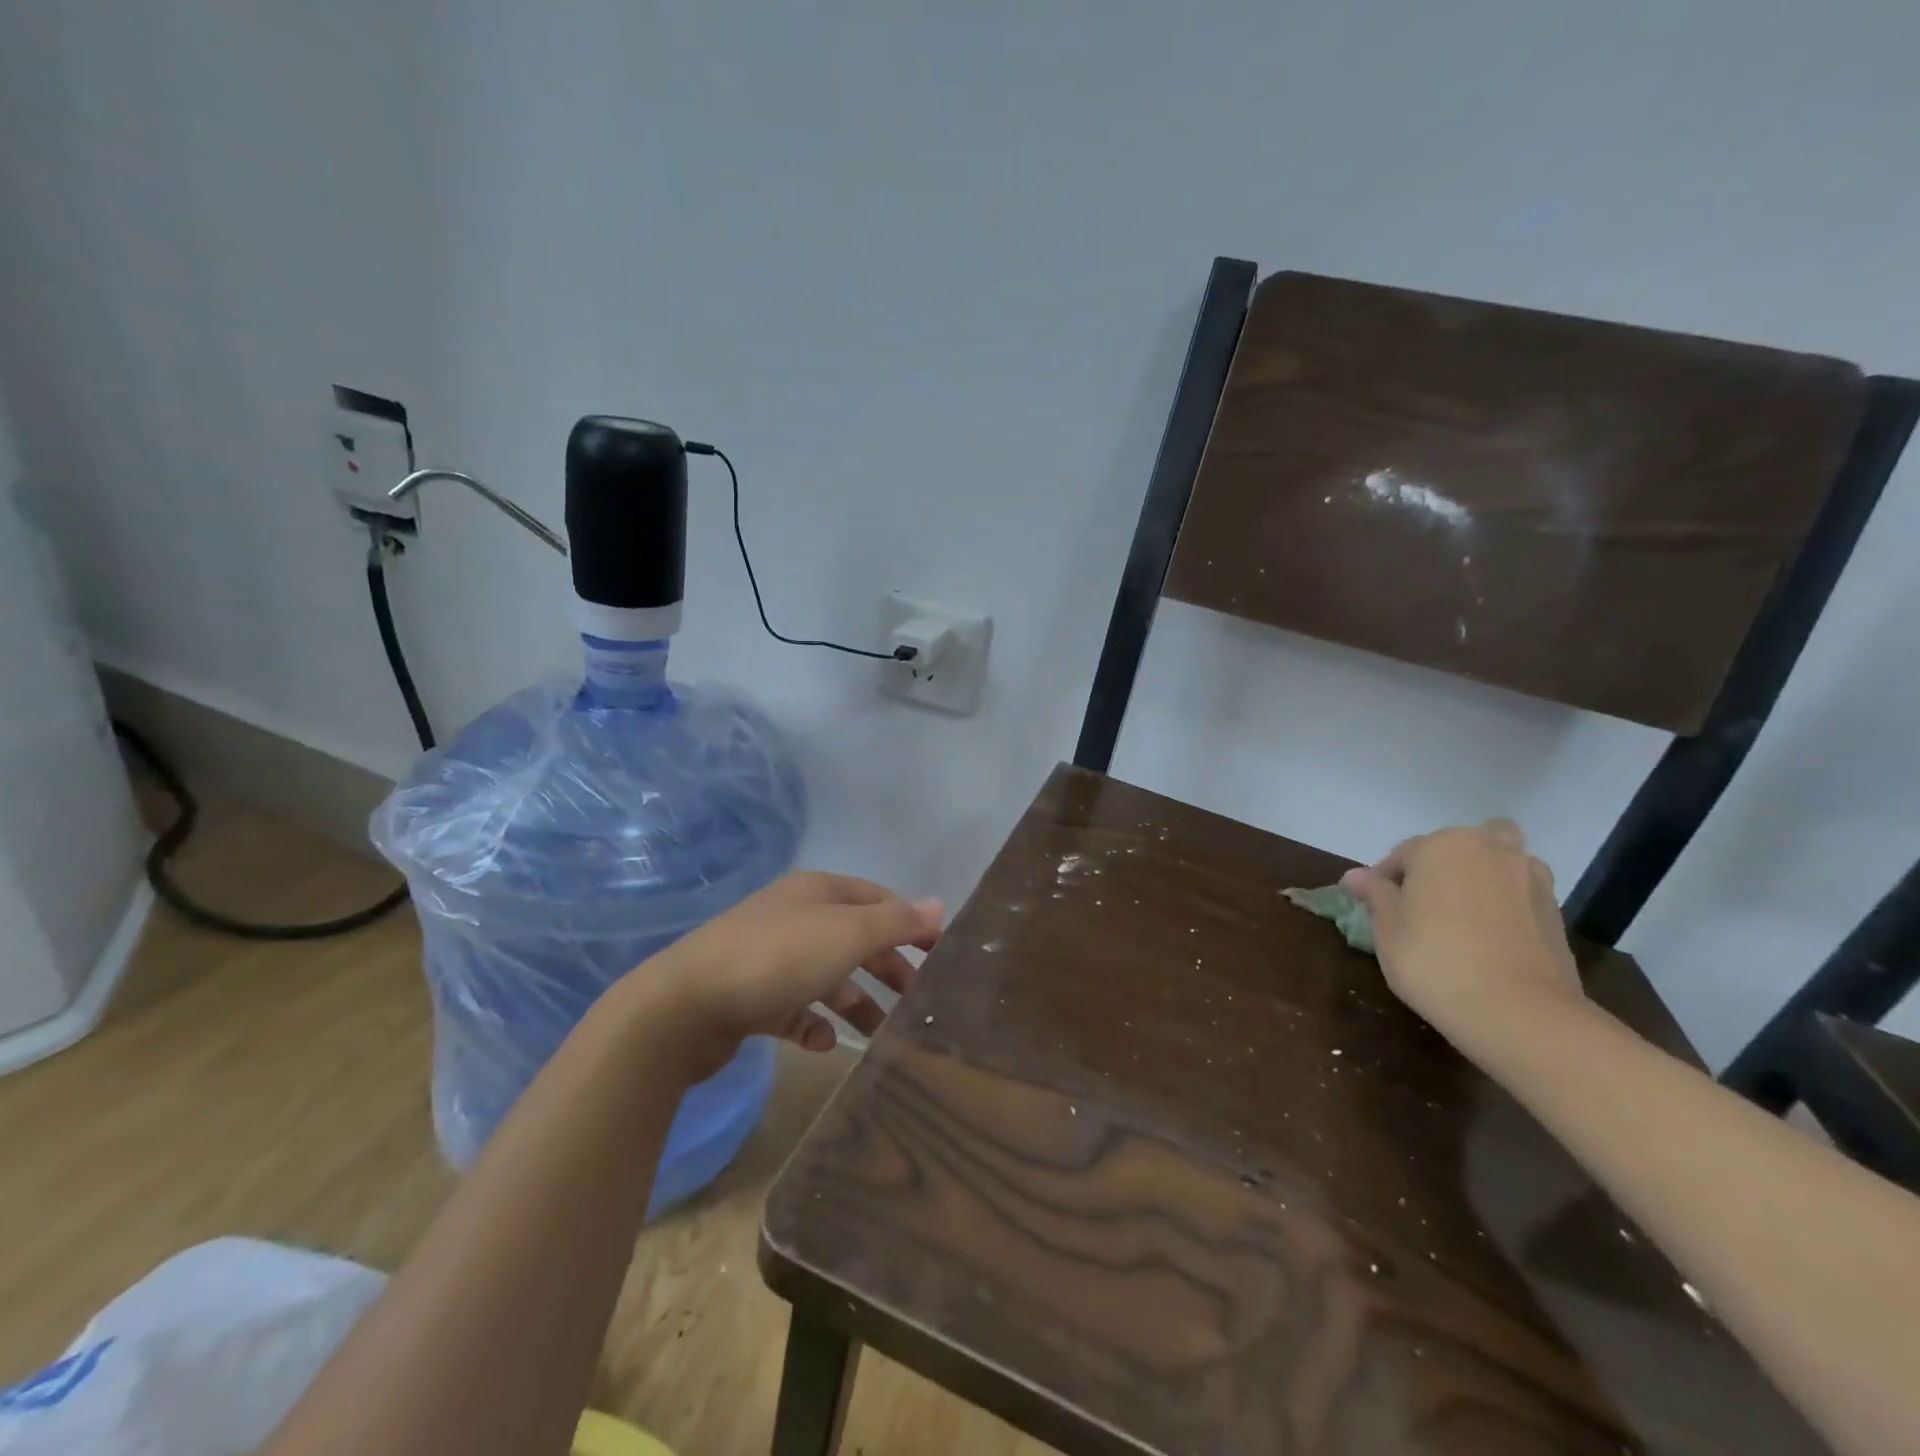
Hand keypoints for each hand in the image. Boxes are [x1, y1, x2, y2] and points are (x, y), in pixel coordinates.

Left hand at [633, 871, 941, 1080]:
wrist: (683, 1006)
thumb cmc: (777, 959)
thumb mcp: (846, 934)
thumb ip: (896, 922)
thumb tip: (939, 905)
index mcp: (819, 891)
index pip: (879, 900)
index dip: (912, 924)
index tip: (941, 957)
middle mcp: (796, 917)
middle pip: (855, 939)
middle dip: (888, 967)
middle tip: (918, 1001)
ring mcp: (769, 957)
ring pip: (827, 977)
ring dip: (856, 1002)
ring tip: (880, 1034)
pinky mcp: (749, 997)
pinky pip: (793, 1008)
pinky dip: (813, 1023)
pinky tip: (823, 1043)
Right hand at [1339, 820, 1582, 1038]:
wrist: (1521, 1013)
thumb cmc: (1435, 961)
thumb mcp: (1387, 929)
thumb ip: (1375, 895)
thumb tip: (1356, 875)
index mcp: (1442, 845)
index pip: (1404, 853)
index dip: (1386, 880)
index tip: (1377, 907)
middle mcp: (1490, 848)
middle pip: (1456, 848)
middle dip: (1439, 868)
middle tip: (1422, 906)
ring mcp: (1530, 878)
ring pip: (1495, 864)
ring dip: (1478, 879)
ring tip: (1460, 918)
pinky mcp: (1555, 910)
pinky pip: (1517, 894)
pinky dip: (1503, 905)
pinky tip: (1489, 938)